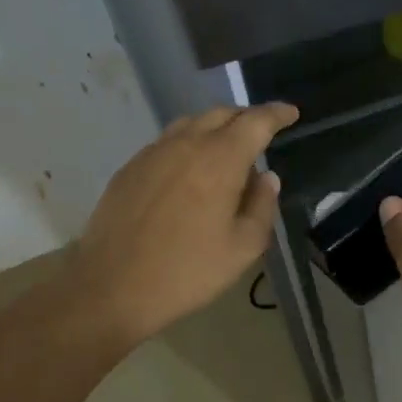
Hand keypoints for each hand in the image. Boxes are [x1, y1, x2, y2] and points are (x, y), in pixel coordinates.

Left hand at [63, 103, 298, 349]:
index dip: (277, 114)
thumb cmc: (187, 271)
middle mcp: (186, 145)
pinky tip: (190, 170)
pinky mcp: (130, 168)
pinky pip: (167, 142)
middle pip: (221, 114)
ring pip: (191, 124)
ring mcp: (153, 153)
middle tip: (262, 132)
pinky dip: (188, 143)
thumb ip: (262, 206)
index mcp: (220, 159)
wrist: (111, 288)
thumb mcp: (243, 247)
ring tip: (227, 149)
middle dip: (247, 117)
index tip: (291, 113)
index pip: (256, 121)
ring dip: (215, 127)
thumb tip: (266, 178)